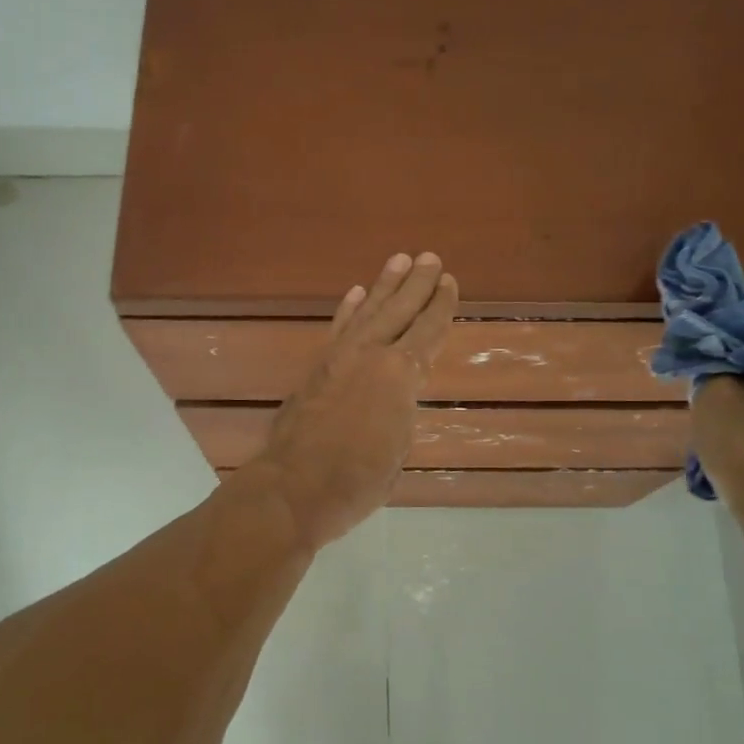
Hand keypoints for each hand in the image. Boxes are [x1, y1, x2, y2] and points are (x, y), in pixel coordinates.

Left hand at [250, 252, 457, 549]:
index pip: (428, 331)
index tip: (449, 281)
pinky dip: (348, 310)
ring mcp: (339, 357)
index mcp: (401, 375)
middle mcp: (372, 355)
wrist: (295, 486)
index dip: (441, 306)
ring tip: (399, 260)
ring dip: (384, 285)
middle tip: (429, 257)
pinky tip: (356, 294)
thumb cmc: (358, 480)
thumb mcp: (397, 449)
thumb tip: (394, 398)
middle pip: (399, 310)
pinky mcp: (316, 367)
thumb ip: (400, 413)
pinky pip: (338, 329)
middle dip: (417, 283)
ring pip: (368, 311)